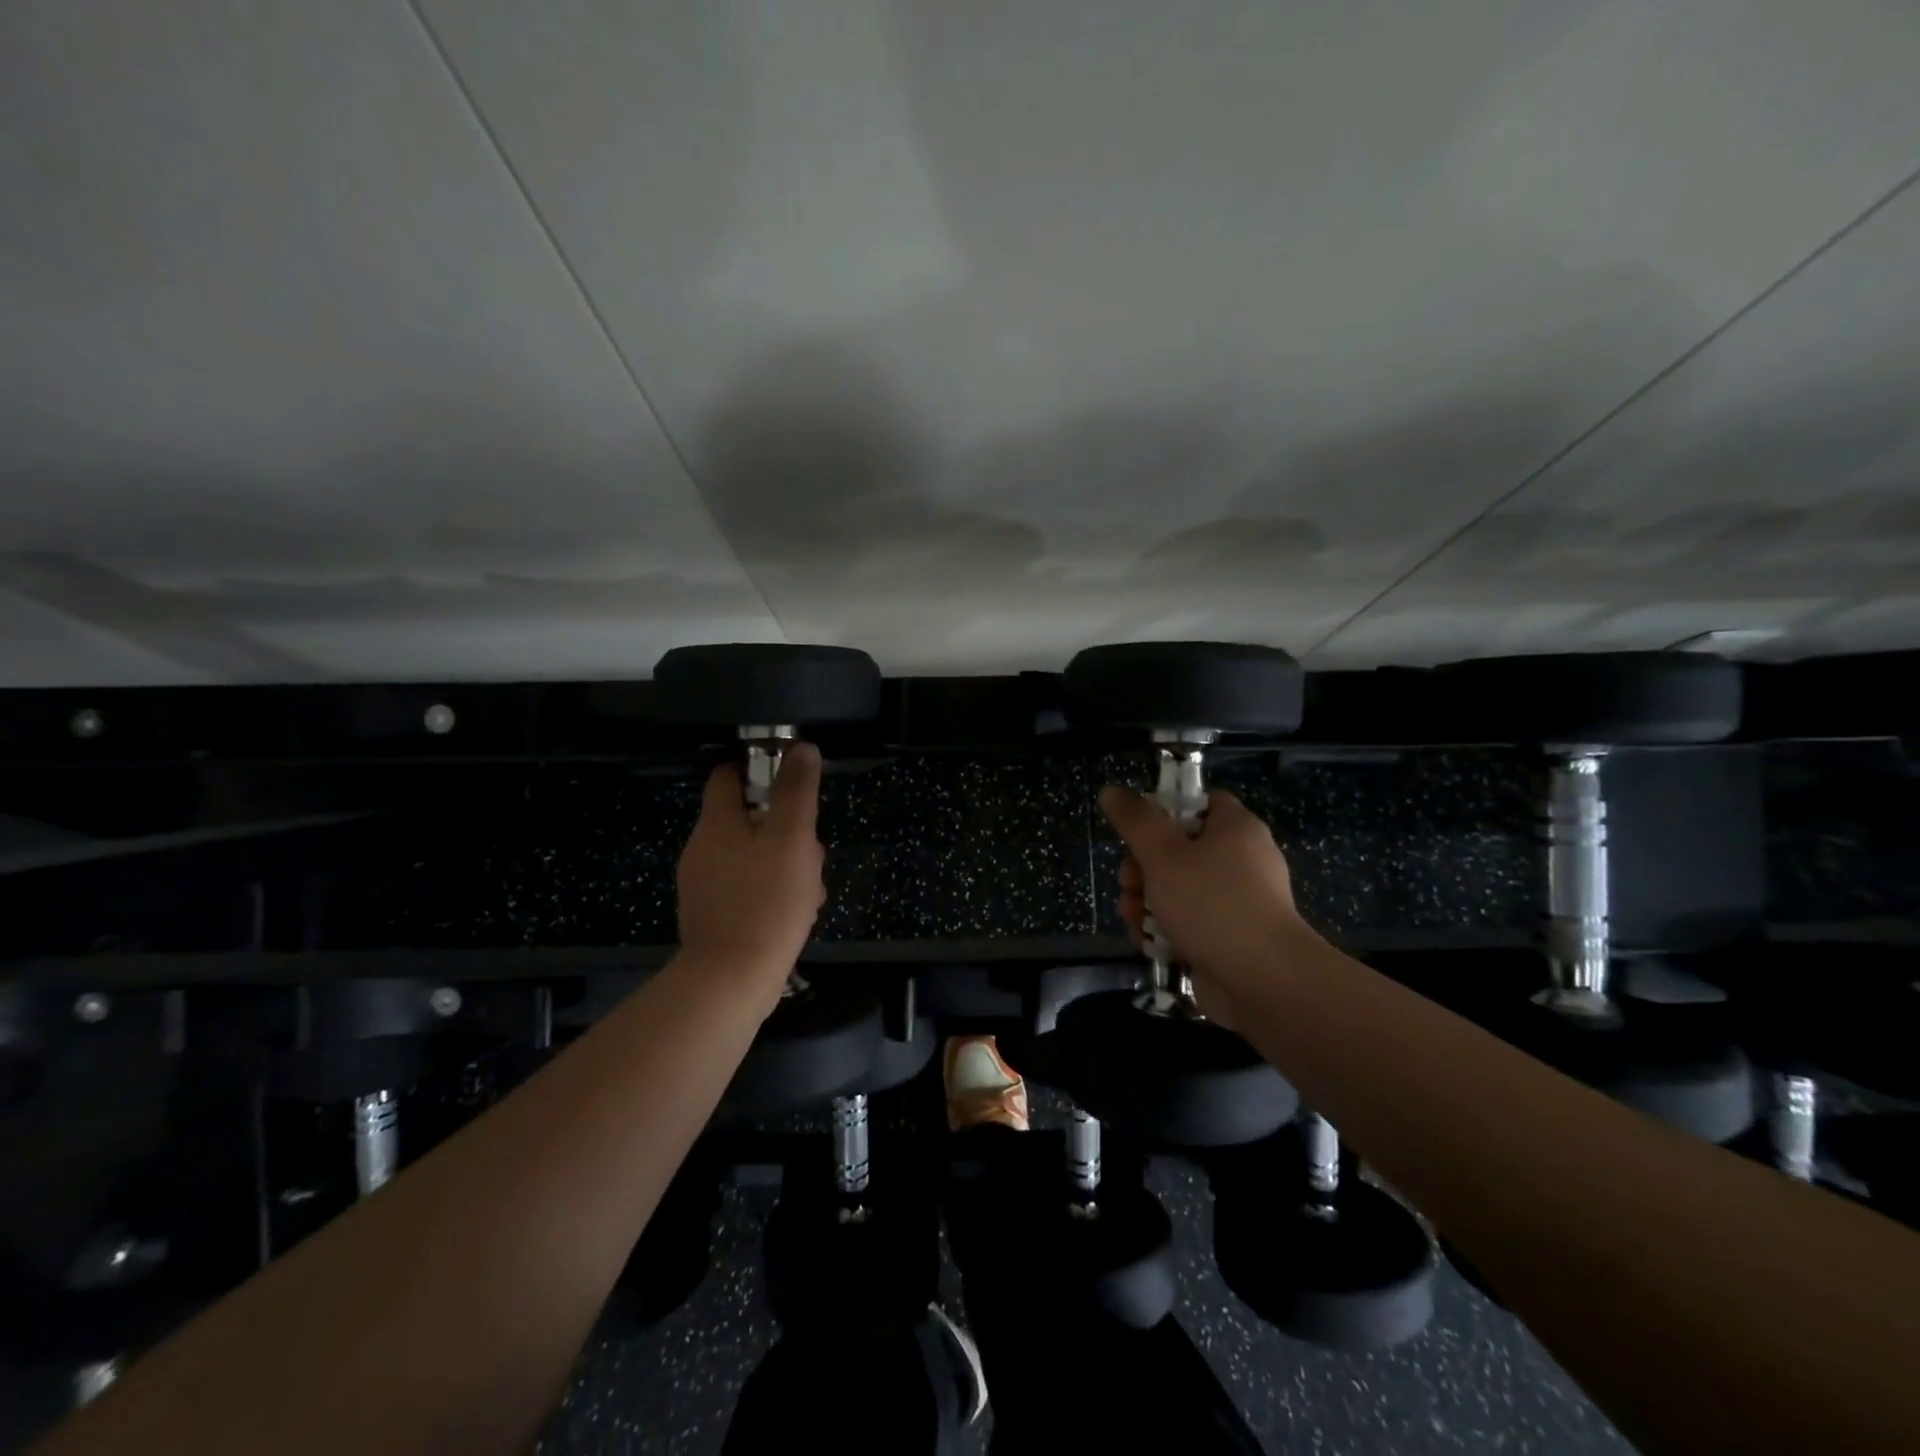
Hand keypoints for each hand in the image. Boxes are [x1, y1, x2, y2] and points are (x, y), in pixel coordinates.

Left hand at [677, 743, 826, 997]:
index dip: (761, 769)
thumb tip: (801, 748)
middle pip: (748, 819)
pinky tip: (797, 912)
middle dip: (786, 828)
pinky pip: (747, 888)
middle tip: (813, 849)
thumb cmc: (766, 901)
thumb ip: (796, 791)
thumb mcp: (792, 838)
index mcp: (716, 823)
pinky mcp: (712, 916)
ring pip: (753, 856)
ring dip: (785, 862)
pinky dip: (772, 891)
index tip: (794, 783)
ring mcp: (704, 885)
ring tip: (812, 888)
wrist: (731, 980)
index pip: (729, 775)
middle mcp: (702, 849)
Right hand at [1099, 785, 1317, 1024]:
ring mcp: (1235, 902)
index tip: (1137, 830)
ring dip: (1146, 903)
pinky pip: (1188, 924)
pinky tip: (1149, 944)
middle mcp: (1240, 860)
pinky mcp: (1228, 938)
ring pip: (1177, 890)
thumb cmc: (1211, 903)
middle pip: (1178, 849)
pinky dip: (1166, 931)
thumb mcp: (1163, 854)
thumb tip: (1111, 790)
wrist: (1262, 981)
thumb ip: (1134, 820)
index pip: (1199, 802)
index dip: (1164, 810)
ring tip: (1134, 919)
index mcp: (1235, 828)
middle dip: (1142, 869)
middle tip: (1129, 883)